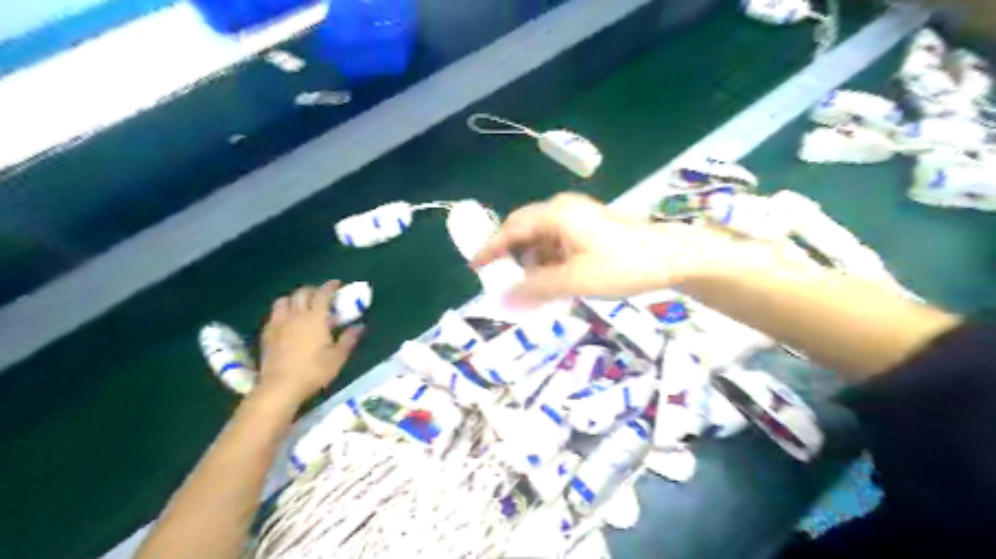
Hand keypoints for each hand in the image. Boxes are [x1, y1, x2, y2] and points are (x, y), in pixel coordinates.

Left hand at [257, 285, 365, 405]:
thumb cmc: (314, 371)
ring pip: (283, 301)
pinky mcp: (267, 335)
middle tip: (321, 296)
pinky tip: (287, 322)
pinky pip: (274, 315)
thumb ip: (349, 339)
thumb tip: (359, 326)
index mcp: (315, 318)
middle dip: (312, 290)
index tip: (337, 284)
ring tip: (301, 306)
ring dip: (294, 299)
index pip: (322, 294)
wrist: (280, 387)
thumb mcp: (338, 357)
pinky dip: (282, 312)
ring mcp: (278, 324)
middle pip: (301, 293)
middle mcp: (295, 316)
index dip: (330, 287)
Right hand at [472, 192, 703, 304]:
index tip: (475, 266)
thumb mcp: (574, 281)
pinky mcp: (589, 230)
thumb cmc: (622, 265)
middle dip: (515, 259)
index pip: (512, 229)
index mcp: (556, 215)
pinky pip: (559, 245)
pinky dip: (551, 264)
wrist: (671, 258)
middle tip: (507, 284)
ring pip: (543, 241)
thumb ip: (534, 290)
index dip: (491, 248)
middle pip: (526, 233)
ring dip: (535, 265)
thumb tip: (500, 300)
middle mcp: (563, 210)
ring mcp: (578, 219)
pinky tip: (557, 283)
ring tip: (537, 291)